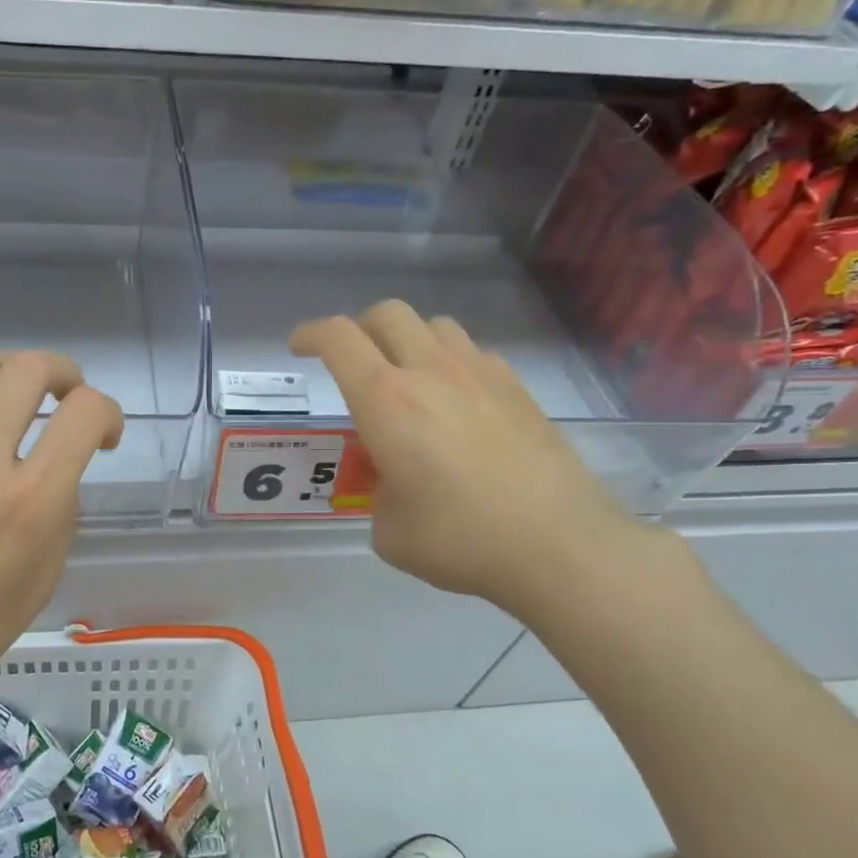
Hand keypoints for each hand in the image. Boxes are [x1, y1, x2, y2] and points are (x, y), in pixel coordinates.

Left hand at [0, 351, 123, 715]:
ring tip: (22, 397)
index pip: (84, 413)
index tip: (106, 437)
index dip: (109, 413)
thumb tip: (54, 474)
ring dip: (14, 371)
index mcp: (28, 501)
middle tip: (69, 400)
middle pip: (29, 369)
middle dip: (65, 373)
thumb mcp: (41, 579)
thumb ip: (58, 513)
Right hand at [290, 300, 647, 622]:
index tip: (299, 346)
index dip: (310, 334)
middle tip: (352, 362)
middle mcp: (431, 372)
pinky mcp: (518, 389)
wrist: (558, 544)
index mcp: (387, 401)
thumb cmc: (460, 539)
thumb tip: (395, 484)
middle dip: (359, 329)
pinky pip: (473, 353)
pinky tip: (457, 403)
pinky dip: (451, 363)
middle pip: (387, 313)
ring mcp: (480, 374)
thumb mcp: (389, 531)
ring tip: (407, 378)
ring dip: (408, 340)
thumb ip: (378, 494)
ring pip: (434, 325)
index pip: (338, 339)